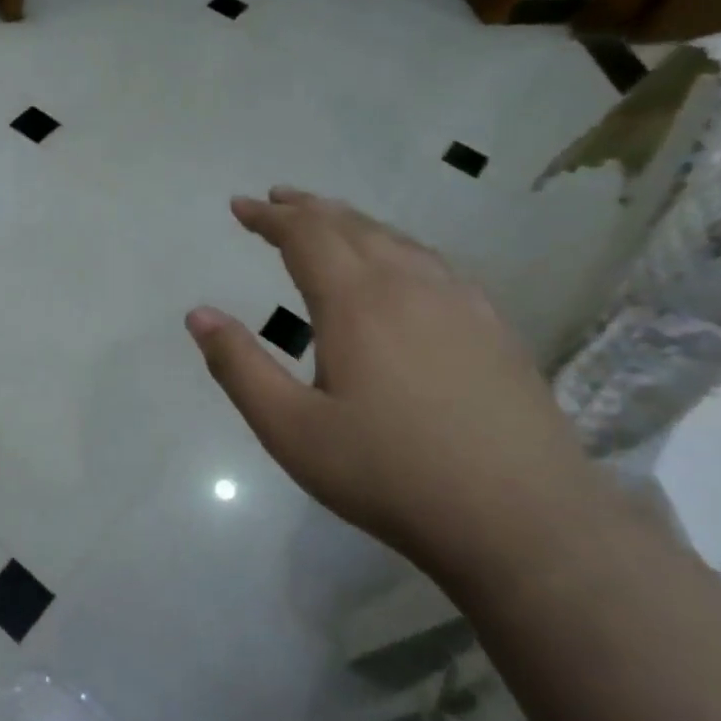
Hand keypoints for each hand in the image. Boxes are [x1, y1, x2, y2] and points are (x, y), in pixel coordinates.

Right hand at [186, 187, 598, 567]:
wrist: (522, 519)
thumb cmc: (389, 473)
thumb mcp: (291, 430)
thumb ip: (240, 367)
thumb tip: (198, 314)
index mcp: (357, 302)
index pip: (305, 235)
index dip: (269, 216)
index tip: (240, 206)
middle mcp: (409, 284)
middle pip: (351, 226)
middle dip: (307, 209)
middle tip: (277, 201)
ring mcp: (460, 301)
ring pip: (396, 239)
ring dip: (352, 223)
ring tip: (327, 222)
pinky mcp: (492, 325)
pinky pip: (432, 262)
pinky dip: (396, 245)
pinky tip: (400, 264)